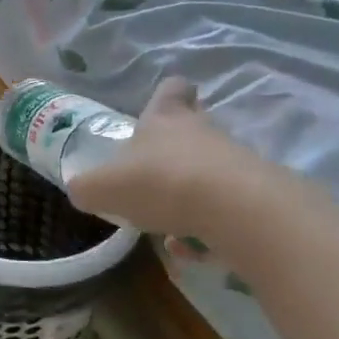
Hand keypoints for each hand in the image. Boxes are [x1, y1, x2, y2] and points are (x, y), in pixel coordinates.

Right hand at [66, 77, 231, 235]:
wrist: (237, 211)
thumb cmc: (161, 183)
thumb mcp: (105, 188)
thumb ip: (88, 188)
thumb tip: (80, 190)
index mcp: (165, 119)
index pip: (172, 90)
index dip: (167, 95)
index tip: (162, 107)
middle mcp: (202, 132)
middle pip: (195, 127)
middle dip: (177, 150)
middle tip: (156, 173)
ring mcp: (235, 162)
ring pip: (210, 172)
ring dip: (190, 196)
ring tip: (168, 228)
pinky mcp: (258, 195)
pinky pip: (227, 210)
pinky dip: (208, 228)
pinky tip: (191, 249)